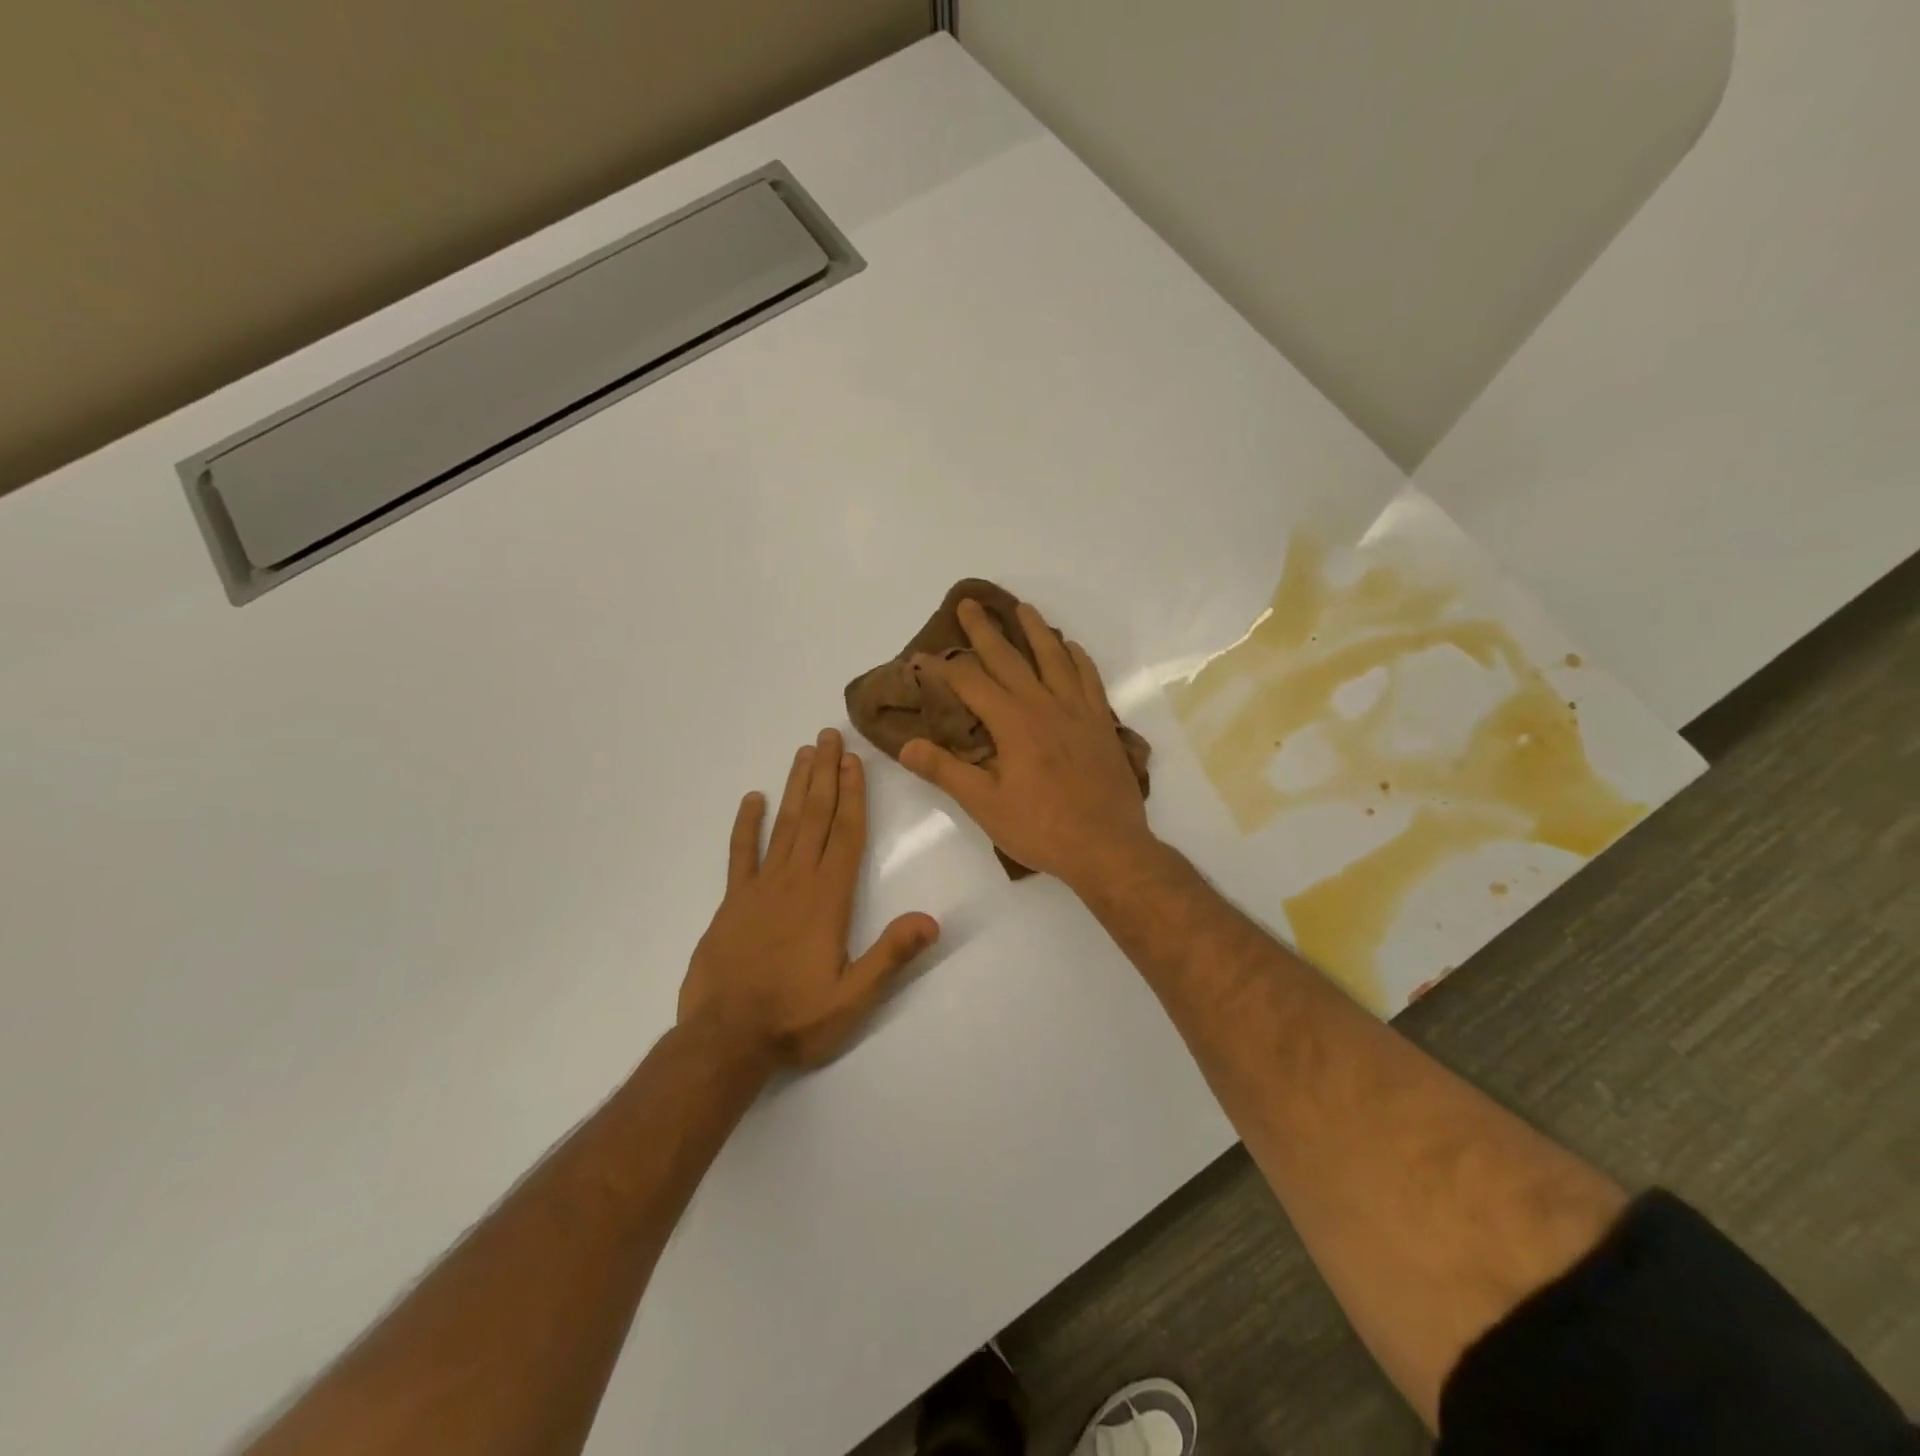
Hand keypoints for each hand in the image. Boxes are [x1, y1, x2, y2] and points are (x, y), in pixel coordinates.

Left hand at [679, 729, 938, 1069]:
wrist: (725, 1039)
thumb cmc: (795, 1018)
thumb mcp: (854, 998)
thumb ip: (891, 955)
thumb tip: (932, 920)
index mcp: (828, 899)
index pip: (845, 834)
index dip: (853, 795)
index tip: (854, 760)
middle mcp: (796, 881)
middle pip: (815, 817)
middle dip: (825, 774)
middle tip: (829, 735)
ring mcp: (760, 888)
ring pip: (783, 825)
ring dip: (795, 787)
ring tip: (804, 753)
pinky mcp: (733, 902)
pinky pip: (740, 854)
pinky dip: (746, 825)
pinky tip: (752, 799)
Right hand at [899, 599, 1159, 893]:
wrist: (1109, 848)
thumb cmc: (1042, 829)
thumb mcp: (985, 806)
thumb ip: (946, 771)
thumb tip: (905, 745)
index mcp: (1013, 723)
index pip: (971, 682)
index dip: (944, 668)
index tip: (923, 657)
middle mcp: (1045, 705)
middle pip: (1010, 658)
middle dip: (985, 630)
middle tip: (969, 603)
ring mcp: (1078, 711)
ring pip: (1054, 658)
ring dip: (1035, 630)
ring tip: (1022, 608)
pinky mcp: (1101, 723)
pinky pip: (1089, 678)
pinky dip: (1078, 657)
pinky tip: (1071, 647)